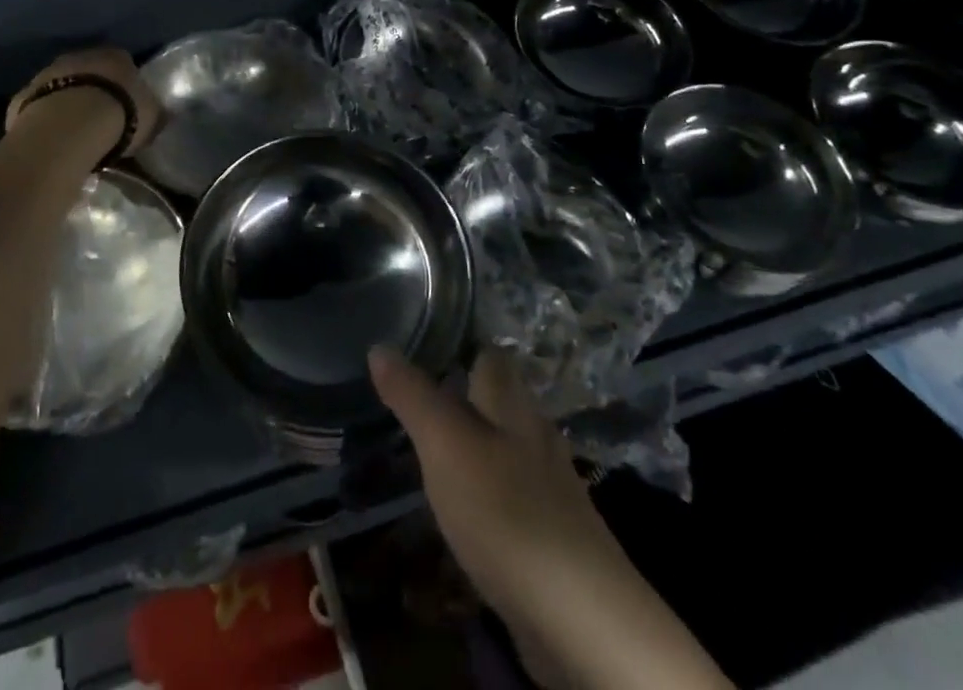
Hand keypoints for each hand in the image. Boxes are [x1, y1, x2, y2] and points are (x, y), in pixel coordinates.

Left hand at [4, 47, 162, 157]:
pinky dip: (44, 118)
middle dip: (93, 90)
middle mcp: (80, 56)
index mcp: (115, 55)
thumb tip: (160, 114)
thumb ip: (154, 112)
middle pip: (88, 71)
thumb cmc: (120, 115)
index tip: (127, 105)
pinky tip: (50, 139)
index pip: (123, 63)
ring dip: (66, 102)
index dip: (125, 84)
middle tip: (100, 118)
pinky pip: (38, 107)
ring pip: (60, 85)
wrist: (68, 127)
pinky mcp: (23, 96)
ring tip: (74, 132)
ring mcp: (47, 73)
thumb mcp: (152, 116)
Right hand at [368, 347, 618, 626]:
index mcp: (512, 404)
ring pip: (508, 449)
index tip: (425, 344)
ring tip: (435, 451)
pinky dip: (490, 494)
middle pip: (501, 401)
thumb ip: (413, 395)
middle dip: (466, 396)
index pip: (489, 355)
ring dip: (477, 446)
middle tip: (419, 398)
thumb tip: (380, 346)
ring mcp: (551, 488)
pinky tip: (468, 510)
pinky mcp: (554, 538)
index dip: (461, 345)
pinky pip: (515, 497)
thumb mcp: (444, 444)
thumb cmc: (505, 510)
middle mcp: (536, 435)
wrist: (582, 619)